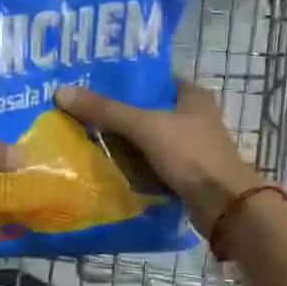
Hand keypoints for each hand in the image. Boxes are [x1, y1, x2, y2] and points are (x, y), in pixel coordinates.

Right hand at [55, 81, 262, 232]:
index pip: (153, 79)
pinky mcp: (185, 173)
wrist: (224, 206)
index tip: (91, 83)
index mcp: (192, 96)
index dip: (124, 81)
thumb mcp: (145, 127)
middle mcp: (193, 117)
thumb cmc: (190, 155)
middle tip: (81, 112)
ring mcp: (190, 148)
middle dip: (117, 114)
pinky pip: (151, 164)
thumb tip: (62, 92)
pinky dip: (134, 166)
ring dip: (123, 143)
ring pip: (148, 139)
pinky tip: (108, 166)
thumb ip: (106, 110)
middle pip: (147, 110)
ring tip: (86, 138)